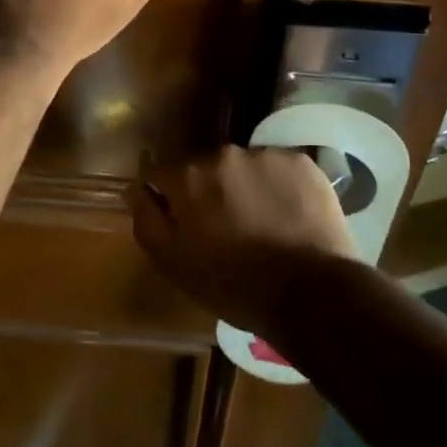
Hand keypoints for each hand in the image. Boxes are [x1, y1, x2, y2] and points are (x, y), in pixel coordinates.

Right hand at [133, 146, 357, 335]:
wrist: (310, 293)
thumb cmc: (232, 285)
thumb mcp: (172, 263)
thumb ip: (146, 219)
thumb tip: (137, 190)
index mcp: (188, 176)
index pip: (161, 173)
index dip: (169, 199)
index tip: (183, 224)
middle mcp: (223, 153)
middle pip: (204, 168)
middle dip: (208, 191)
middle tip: (224, 228)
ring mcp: (265, 154)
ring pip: (242, 167)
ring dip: (243, 187)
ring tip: (260, 223)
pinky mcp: (301, 162)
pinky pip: (278, 169)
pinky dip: (278, 187)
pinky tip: (287, 216)